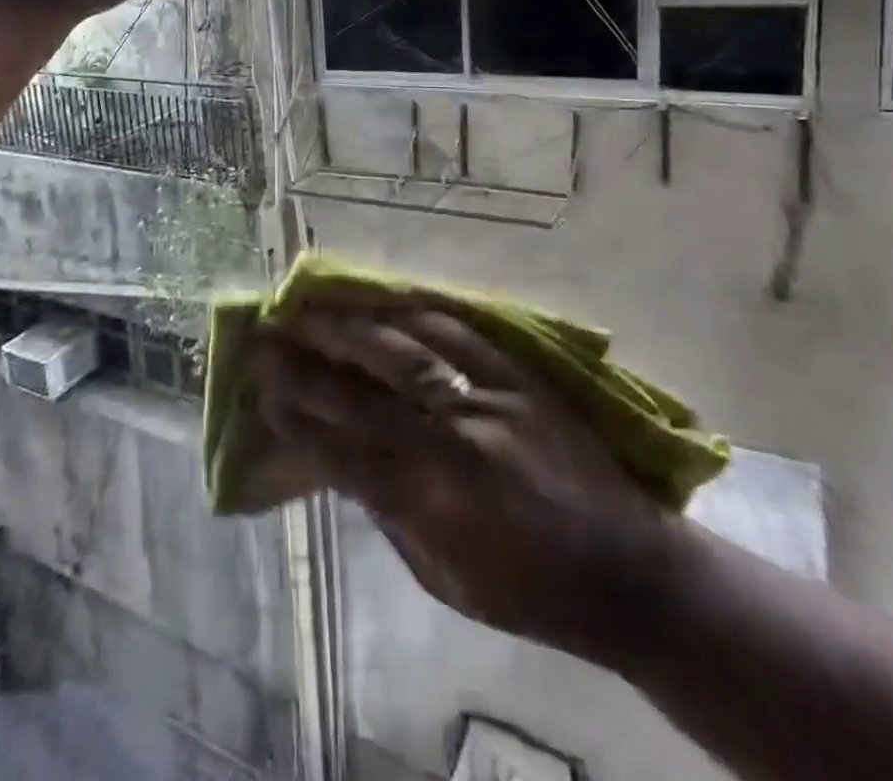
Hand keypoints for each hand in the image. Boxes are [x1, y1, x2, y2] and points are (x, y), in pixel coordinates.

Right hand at [257, 304, 678, 666]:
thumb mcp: (447, 580)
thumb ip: (390, 515)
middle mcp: (455, 442)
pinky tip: (381, 298)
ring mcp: (489, 399)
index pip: (346, 452)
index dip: (298, 422)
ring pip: (404, 348)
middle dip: (307, 363)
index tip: (262, 397)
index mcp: (436, 504)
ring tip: (308, 305)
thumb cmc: (532, 594)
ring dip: (349, 325)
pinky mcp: (519, 375)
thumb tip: (338, 465)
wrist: (629, 570)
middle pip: (364, 391)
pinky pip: (457, 330)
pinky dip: (412, 310)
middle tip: (266, 338)